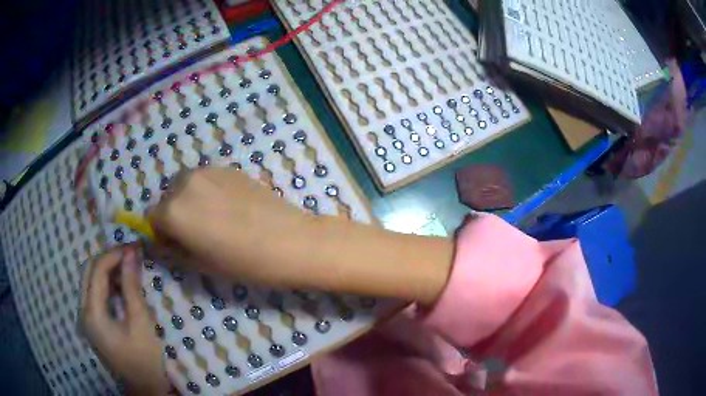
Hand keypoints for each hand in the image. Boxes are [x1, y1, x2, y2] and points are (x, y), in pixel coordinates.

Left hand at [80, 245, 169, 394]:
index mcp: (92, 314)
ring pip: (90, 281)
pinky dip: (107, 284)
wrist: (145, 388)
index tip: (135, 248)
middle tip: (131, 256)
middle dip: (109, 259)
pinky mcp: (92, 323)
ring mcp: (86, 318)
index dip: (115, 254)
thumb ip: (132, 286)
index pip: (97, 270)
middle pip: (89, 271)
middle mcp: (83, 312)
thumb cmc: (145, 359)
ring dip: (107, 270)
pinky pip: (95, 294)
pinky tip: (121, 286)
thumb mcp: (141, 323)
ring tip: (128, 267)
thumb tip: (132, 254)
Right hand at [148, 167, 314, 284]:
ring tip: (215, 219)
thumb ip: (173, 251)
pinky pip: (207, 179)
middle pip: (168, 198)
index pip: (152, 218)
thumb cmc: (243, 262)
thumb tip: (158, 243)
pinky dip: (208, 191)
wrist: (291, 241)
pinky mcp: (230, 167)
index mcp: (173, 210)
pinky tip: (231, 208)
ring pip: (187, 186)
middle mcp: (186, 183)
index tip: (176, 245)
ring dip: (190, 201)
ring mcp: (209, 171)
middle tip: (197, 234)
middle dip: (174, 215)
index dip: (161, 233)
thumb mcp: (201, 265)